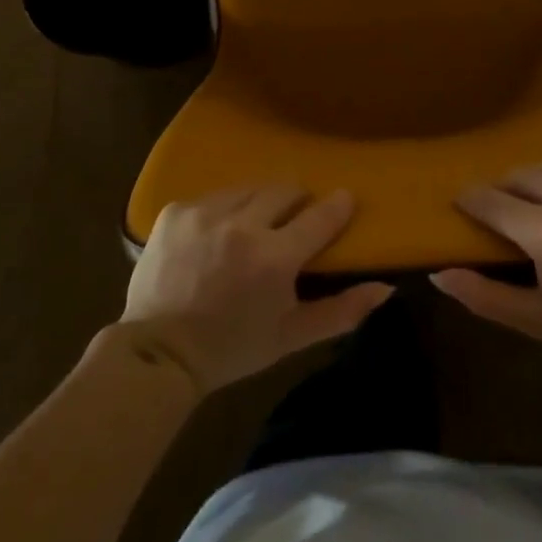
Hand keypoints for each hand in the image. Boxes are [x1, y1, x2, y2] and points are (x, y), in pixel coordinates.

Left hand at [121, 185, 391, 395]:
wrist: (157, 353)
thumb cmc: (232, 348)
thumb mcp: (291, 337)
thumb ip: (341, 311)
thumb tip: (384, 287)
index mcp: (273, 258)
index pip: (320, 216)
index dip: (337, 205)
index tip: (344, 199)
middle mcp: (241, 225)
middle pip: (285, 190)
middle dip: (296, 204)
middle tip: (292, 225)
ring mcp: (205, 212)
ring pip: (250, 189)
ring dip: (258, 205)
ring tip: (252, 230)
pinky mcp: (176, 209)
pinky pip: (214, 196)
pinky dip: (223, 211)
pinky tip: (216, 237)